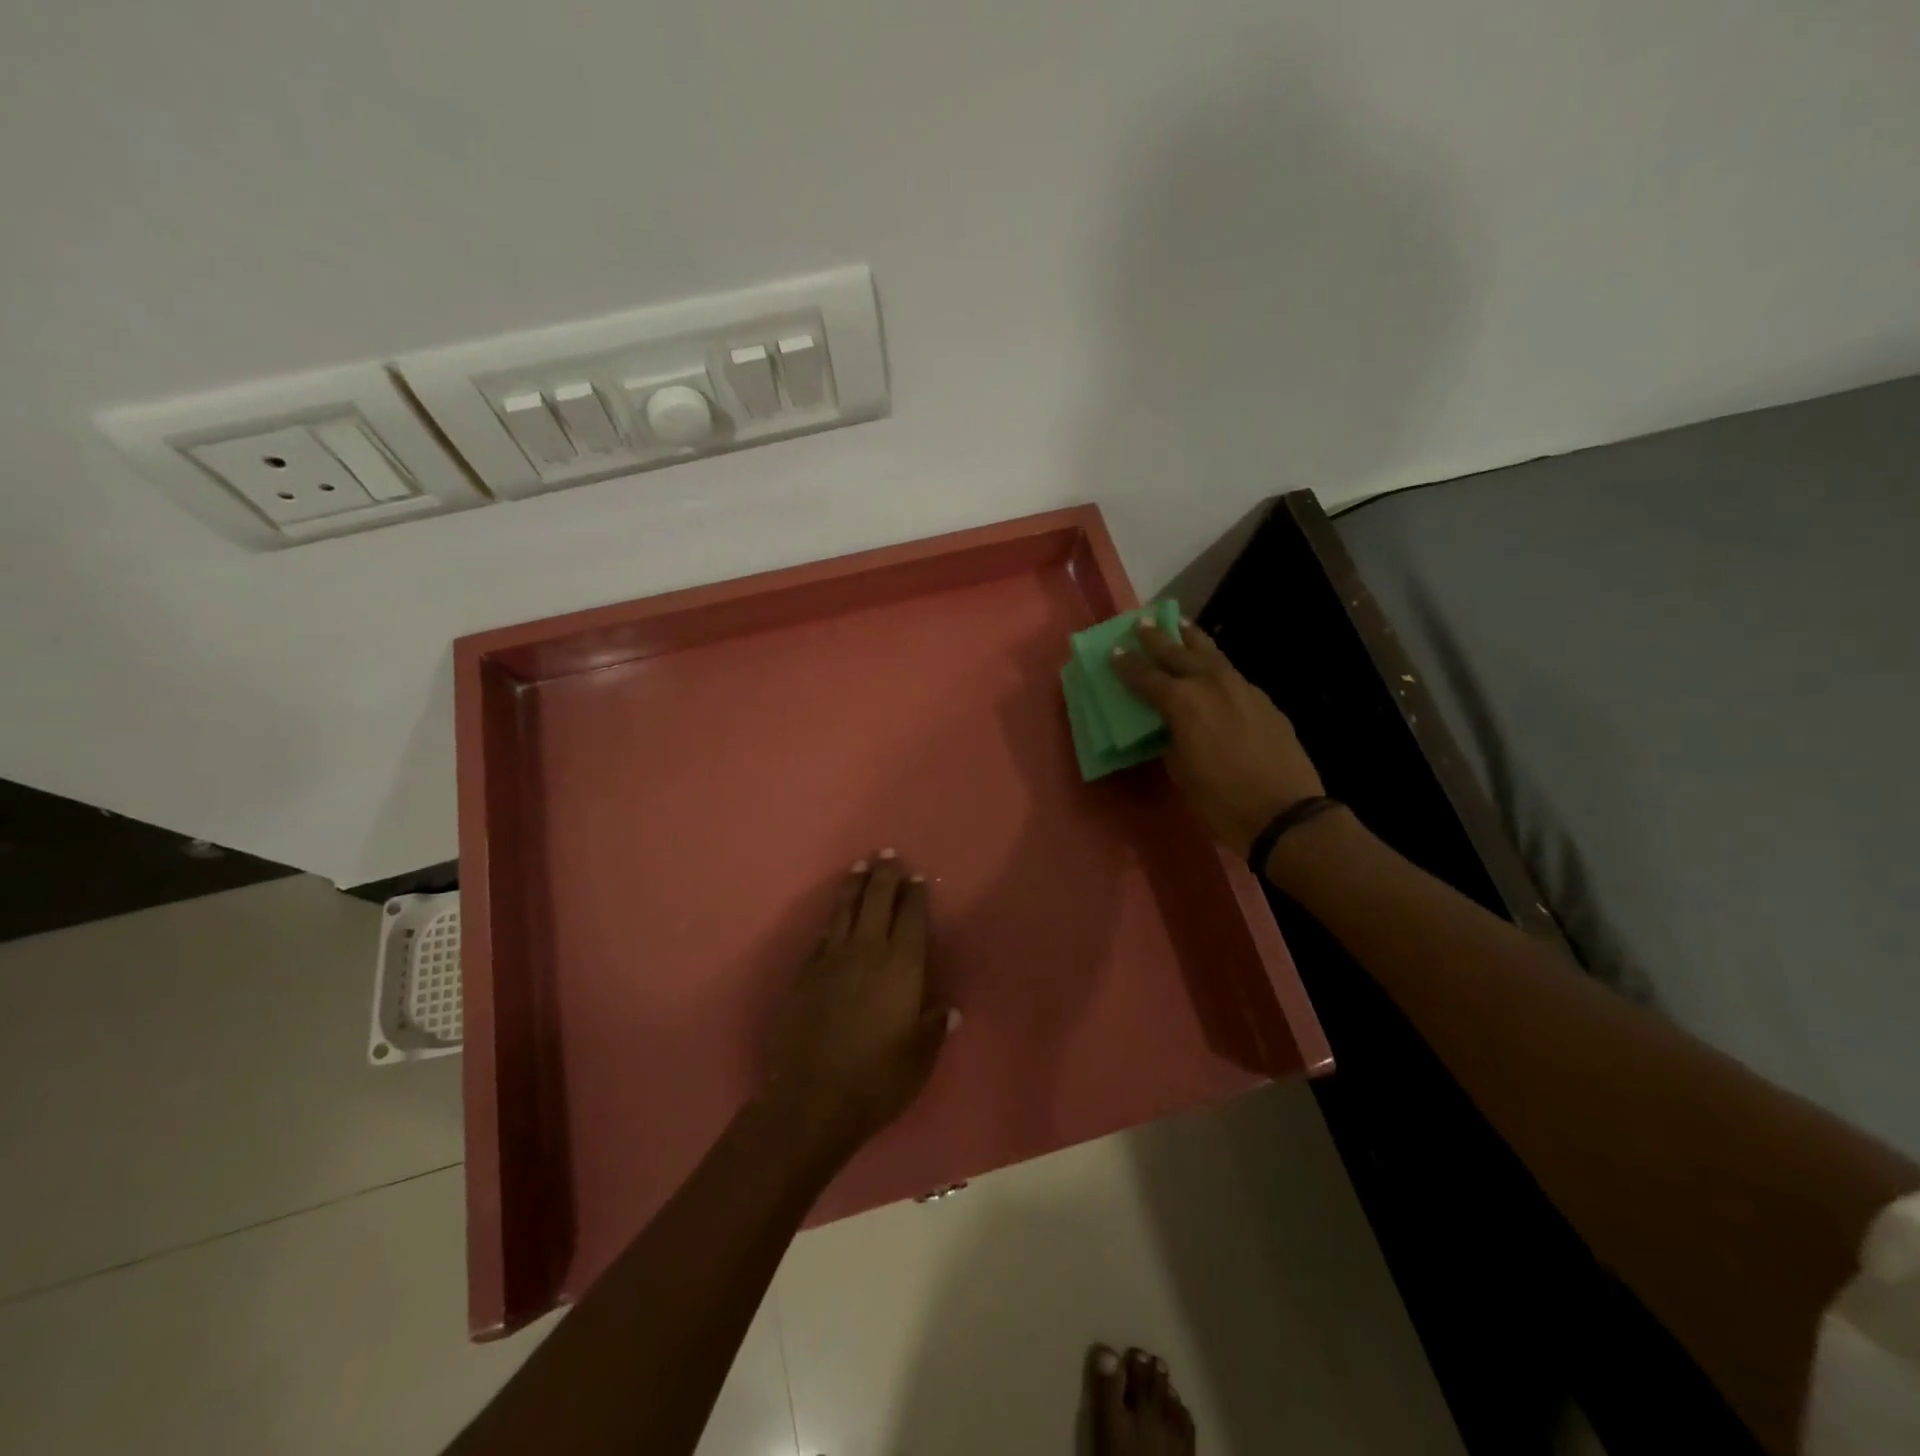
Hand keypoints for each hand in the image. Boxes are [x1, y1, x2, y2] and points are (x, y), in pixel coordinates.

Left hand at [761, 852, 955, 1158]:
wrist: (811, 1101)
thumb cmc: (877, 1080)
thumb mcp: (919, 1058)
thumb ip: (933, 1028)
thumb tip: (947, 1010)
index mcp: (901, 967)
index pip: (911, 918)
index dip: (915, 895)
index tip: (917, 877)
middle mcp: (866, 953)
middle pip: (876, 902)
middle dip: (884, 875)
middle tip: (887, 854)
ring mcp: (830, 961)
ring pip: (844, 912)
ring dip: (853, 887)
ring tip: (858, 867)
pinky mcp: (804, 976)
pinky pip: (822, 938)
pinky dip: (831, 923)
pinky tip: (832, 920)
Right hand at [1110, 619, 1325, 857]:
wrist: (1283, 810)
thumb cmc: (1219, 798)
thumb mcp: (1179, 770)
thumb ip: (1170, 736)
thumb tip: (1171, 724)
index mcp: (1182, 701)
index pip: (1145, 676)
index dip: (1126, 664)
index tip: (1113, 651)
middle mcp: (1209, 683)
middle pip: (1177, 652)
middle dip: (1156, 638)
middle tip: (1142, 623)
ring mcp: (1241, 687)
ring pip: (1211, 653)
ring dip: (1191, 638)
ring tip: (1180, 624)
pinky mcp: (1263, 699)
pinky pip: (1231, 673)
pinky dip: (1215, 664)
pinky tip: (1212, 667)